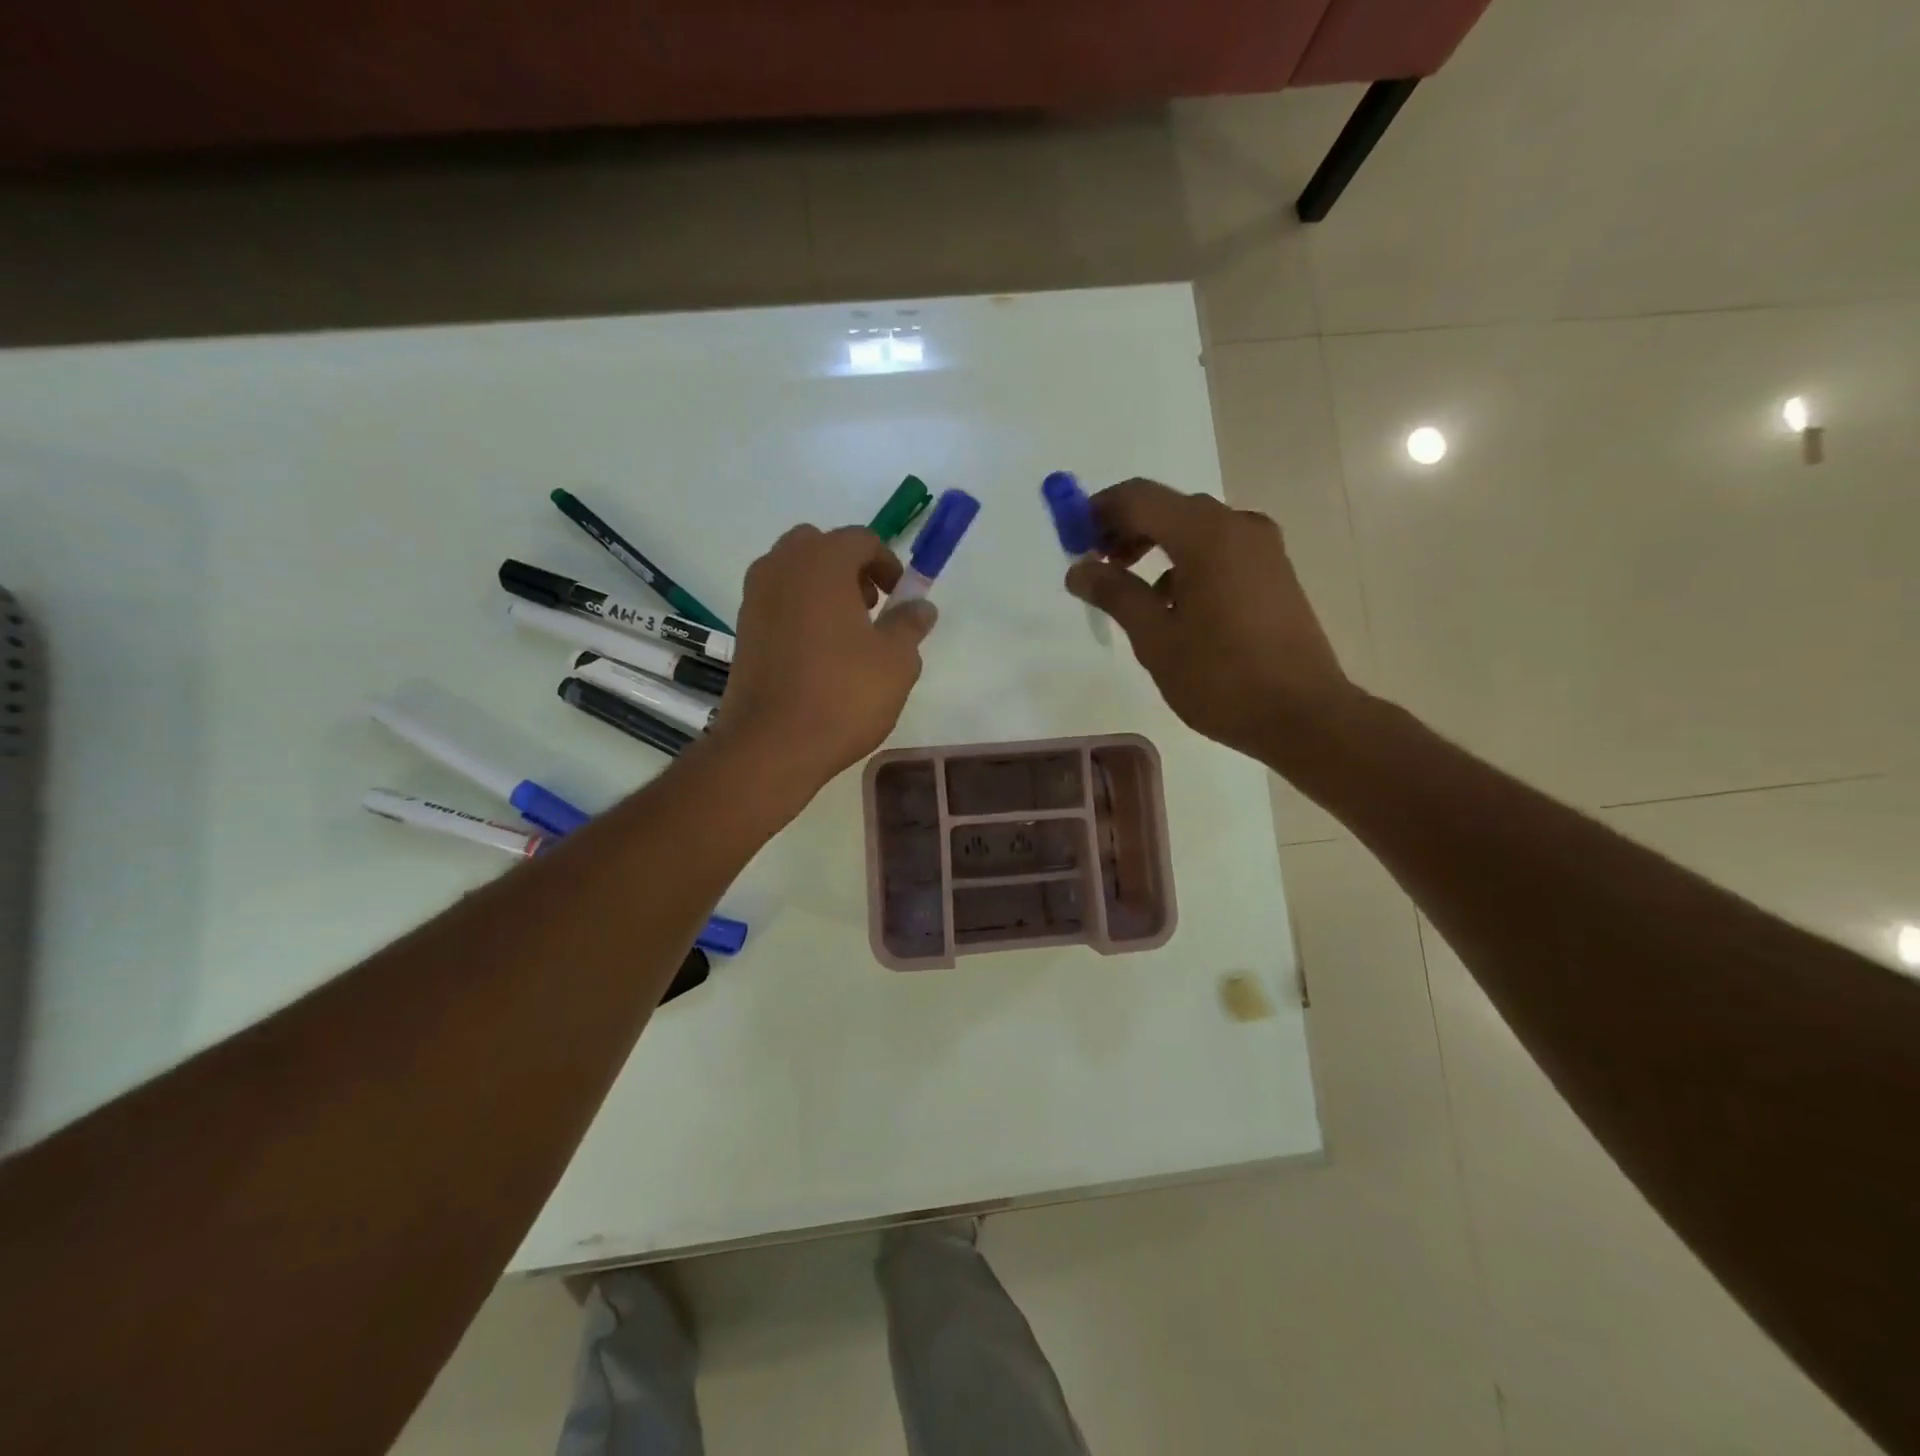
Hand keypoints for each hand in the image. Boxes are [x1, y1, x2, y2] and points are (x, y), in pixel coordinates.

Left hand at [714, 524, 936, 794]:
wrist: (772, 744)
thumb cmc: (843, 694)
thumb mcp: (896, 661)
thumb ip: (910, 624)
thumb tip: (921, 605)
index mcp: (821, 563)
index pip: (860, 539)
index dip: (888, 563)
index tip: (901, 596)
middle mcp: (781, 568)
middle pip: (819, 546)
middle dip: (849, 568)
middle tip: (871, 606)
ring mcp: (755, 598)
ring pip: (793, 573)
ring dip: (822, 588)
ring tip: (846, 633)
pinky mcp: (743, 630)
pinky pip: (777, 602)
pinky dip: (800, 611)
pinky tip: (818, 654)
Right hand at [1065, 478, 1357, 764]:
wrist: (1304, 715)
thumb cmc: (1221, 678)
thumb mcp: (1156, 638)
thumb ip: (1115, 594)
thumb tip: (1078, 569)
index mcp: (1207, 535)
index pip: (1139, 497)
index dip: (1098, 512)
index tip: (1072, 542)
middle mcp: (1239, 526)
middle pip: (1169, 509)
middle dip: (1126, 530)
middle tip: (1096, 566)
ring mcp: (1263, 549)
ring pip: (1196, 530)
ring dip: (1156, 548)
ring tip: (1130, 592)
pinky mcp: (1275, 573)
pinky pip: (1220, 551)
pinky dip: (1187, 563)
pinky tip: (1174, 606)